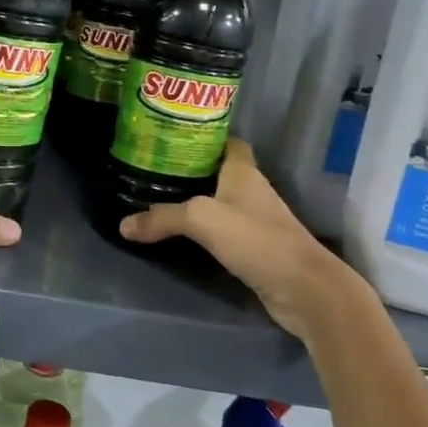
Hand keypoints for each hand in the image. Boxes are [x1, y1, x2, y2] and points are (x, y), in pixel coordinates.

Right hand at [117, 138, 368, 337]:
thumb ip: (162, 218)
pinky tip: (180, 234)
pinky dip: (202, 230)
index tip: (171, 137)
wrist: (304, 290)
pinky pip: (222, 230)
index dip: (202, 136)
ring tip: (157, 198)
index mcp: (243, 172)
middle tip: (152, 168)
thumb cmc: (257, 240)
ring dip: (194, 200)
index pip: (226, 141)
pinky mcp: (254, 248)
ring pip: (218, 201)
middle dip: (189, 169)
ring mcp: (255, 221)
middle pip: (217, 171)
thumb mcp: (202, 220)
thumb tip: (123, 225)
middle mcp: (251, 191)